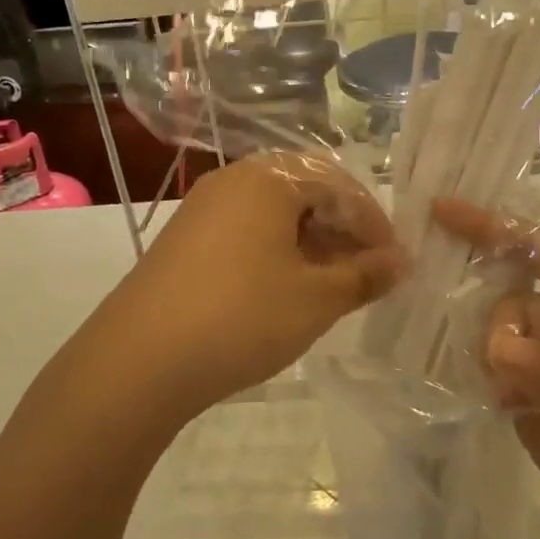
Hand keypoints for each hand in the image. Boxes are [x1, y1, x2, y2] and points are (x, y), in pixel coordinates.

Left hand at [108, 153, 402, 420]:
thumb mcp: (316, 299)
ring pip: (275, 212)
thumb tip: (401, 262)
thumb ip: (365, 275)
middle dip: (342, 228)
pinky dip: (277, 250)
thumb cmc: (242, 317)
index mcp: (271, 178)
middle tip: (365, 269)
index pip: (340, 185)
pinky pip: (246, 229)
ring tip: (332, 283)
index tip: (394, 262)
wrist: (138, 360)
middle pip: (306, 191)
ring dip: (311, 240)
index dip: (374, 223)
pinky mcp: (185, 237)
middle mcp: (235, 179)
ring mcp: (204, 206)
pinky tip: (286, 287)